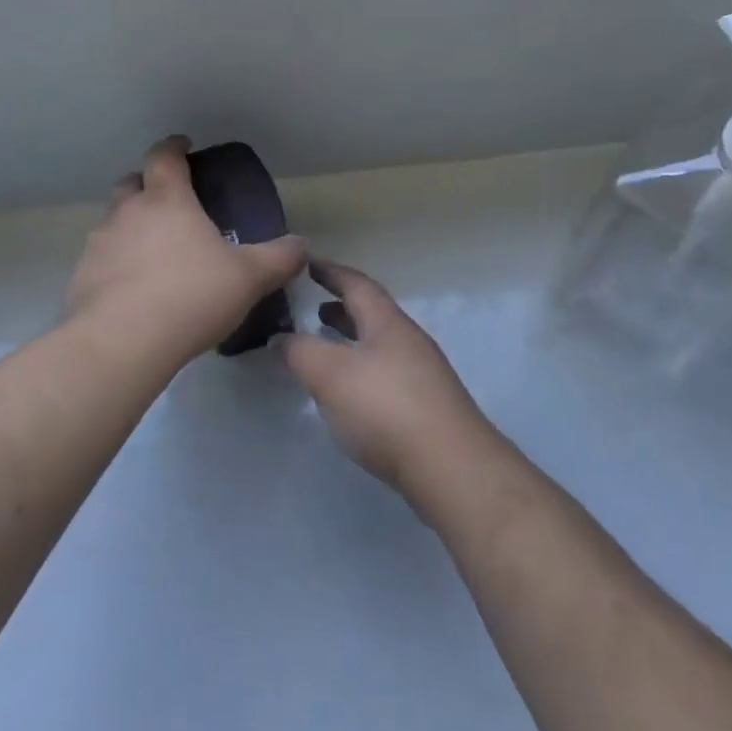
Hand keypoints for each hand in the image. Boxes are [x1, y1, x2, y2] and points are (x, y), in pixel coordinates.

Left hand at [66, 136, 306, 368]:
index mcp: (167, 200)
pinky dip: (117, 263)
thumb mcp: (249, 278)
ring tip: (154, 251)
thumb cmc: (191, 295)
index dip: (174, 147)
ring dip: (130, 226)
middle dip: (147, 184)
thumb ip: (279, 258)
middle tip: (169, 201)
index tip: (184, 146)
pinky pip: (101, 259)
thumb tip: (301, 245)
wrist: (122, 342)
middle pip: (131, 183)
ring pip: (113, 221)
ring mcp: (99, 244)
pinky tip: (134, 289)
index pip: (164, 156)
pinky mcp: (82, 277)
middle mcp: (127, 213)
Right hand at [279, 259, 492, 498]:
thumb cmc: (386, 408)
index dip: (330, 271)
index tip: (307, 263)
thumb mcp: (330, 374)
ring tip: (325, 350)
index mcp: (387, 322)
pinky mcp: (426, 407)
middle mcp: (409, 340)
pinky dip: (362, 370)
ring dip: (351, 341)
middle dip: (341, 309)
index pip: (357, 283)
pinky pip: (386, 373)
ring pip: (379, 345)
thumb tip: (281, 337)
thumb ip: (300, 351)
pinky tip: (350, 394)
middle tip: (312, 310)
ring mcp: (422, 374)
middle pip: (372, 314)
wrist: (450, 467)